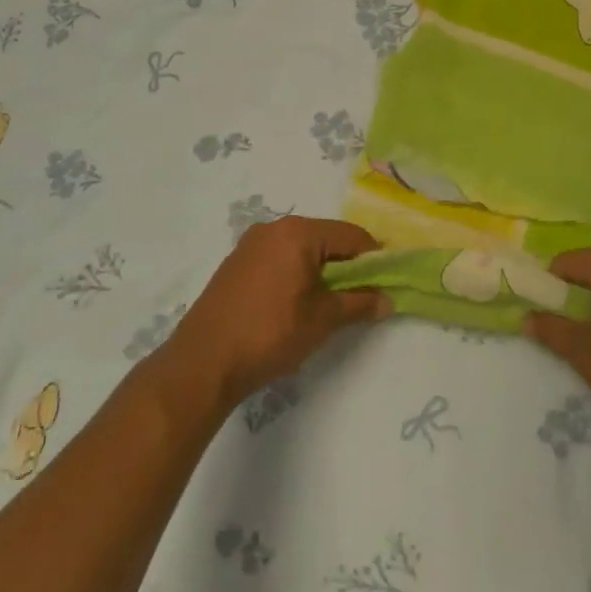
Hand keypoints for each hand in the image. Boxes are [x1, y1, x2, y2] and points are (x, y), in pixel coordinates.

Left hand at [163, 216, 391, 414]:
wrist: (203, 362)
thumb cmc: (270, 333)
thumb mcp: (322, 320)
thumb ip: (359, 304)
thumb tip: (387, 300)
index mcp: (298, 233)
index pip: (352, 235)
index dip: (374, 258)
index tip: (387, 282)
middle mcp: (273, 228)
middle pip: (326, 239)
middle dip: (348, 265)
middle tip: (362, 296)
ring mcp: (250, 245)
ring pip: (302, 250)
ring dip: (322, 271)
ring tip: (331, 304)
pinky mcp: (236, 264)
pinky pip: (279, 259)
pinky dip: (297, 274)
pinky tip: (298, 303)